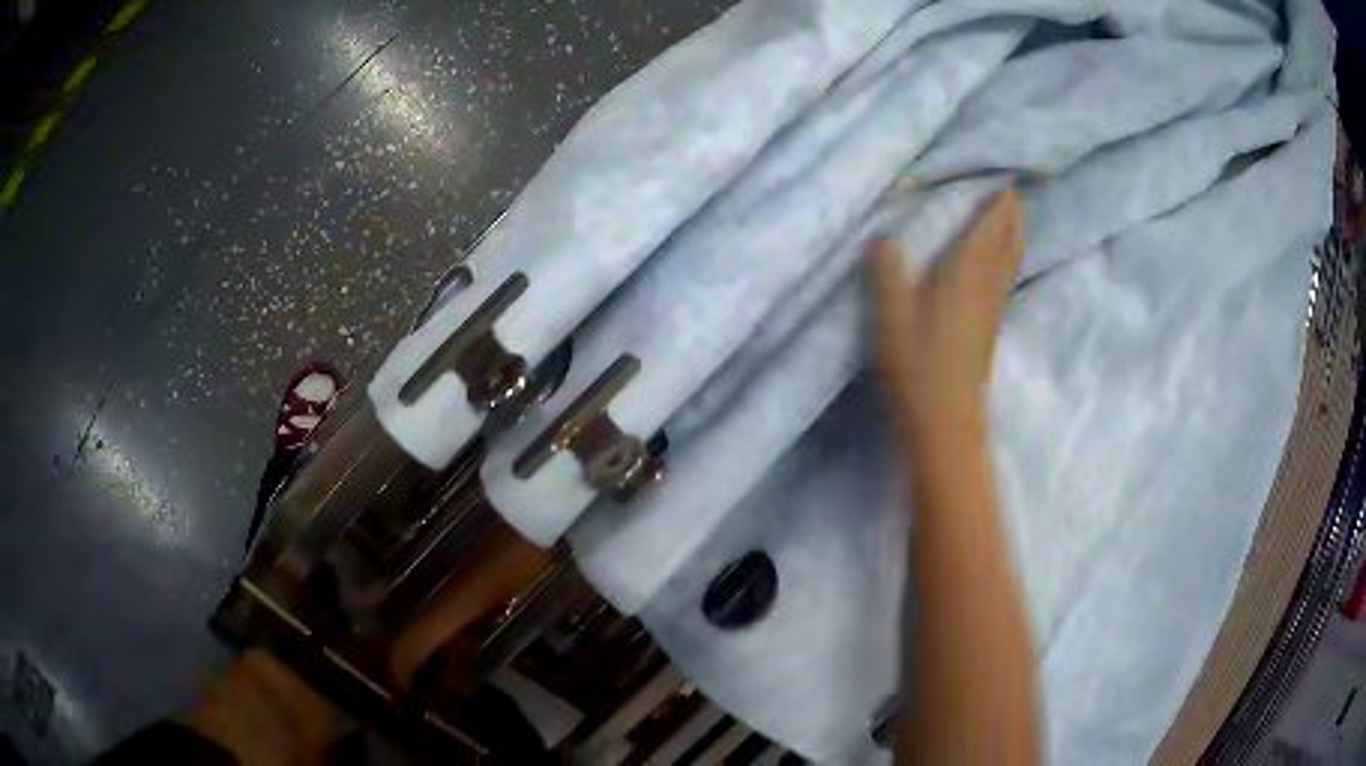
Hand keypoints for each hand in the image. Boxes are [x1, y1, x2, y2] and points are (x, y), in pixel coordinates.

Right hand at [868, 187, 1022, 440]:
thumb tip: (881, 237)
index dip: (996, 208)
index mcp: (961, 278)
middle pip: (1003, 246)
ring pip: (1007, 265)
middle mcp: (983, 290)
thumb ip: (886, 274)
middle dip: (1010, 218)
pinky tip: (1004, 269)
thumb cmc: (917, 368)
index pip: (984, 233)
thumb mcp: (891, 318)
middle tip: (1016, 194)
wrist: (946, 422)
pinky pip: (1003, 285)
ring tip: (1017, 220)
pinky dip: (1008, 265)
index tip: (1006, 182)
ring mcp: (989, 313)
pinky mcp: (988, 332)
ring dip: (1014, 238)